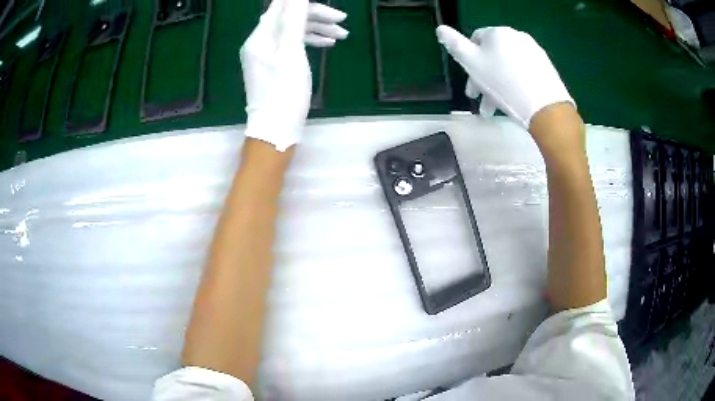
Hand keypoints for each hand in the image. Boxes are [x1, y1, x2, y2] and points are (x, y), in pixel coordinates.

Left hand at [241, 1, 347, 151]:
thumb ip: (294, 20)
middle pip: (289, 18)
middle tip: (342, 21)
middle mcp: (260, 42)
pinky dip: (309, 41)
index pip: (282, 7)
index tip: (331, 9)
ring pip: (293, 31)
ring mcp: (265, 53)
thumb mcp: (291, 52)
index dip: (304, 3)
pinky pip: (291, 44)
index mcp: (260, 37)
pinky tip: (327, 44)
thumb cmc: (284, 92)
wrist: (276, 130)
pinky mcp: (273, 64)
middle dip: (316, 16)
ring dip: (317, 29)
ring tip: (342, 35)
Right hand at [436, 26, 573, 128]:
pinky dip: (515, 83)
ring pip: (509, 65)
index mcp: (496, 33)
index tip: (470, 82)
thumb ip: (455, 45)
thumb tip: (440, 28)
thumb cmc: (502, 84)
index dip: (470, 60)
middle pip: (494, 55)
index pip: (476, 39)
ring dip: (498, 84)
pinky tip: (514, 100)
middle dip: (484, 77)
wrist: (544, 106)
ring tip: (495, 108)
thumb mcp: (472, 64)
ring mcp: (534, 51)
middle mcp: (516, 36)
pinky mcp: (546, 66)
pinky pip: (524, 71)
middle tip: (481, 100)